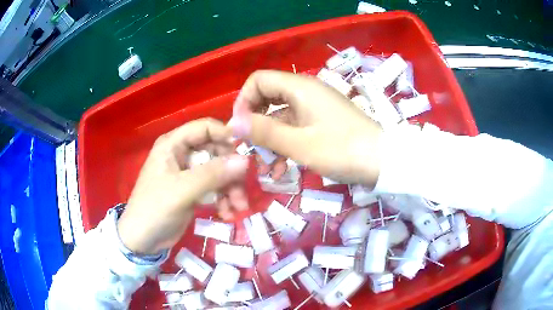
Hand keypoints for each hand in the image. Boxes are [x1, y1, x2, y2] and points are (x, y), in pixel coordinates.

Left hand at [117, 119, 248, 254]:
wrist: (143, 240)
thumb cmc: (155, 209)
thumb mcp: (182, 190)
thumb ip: (213, 174)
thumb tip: (246, 160)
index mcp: (173, 144)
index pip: (205, 128)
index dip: (226, 135)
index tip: (246, 152)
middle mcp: (182, 154)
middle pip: (216, 151)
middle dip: (231, 172)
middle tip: (242, 190)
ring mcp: (188, 173)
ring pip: (219, 172)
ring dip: (231, 189)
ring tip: (239, 208)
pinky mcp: (193, 190)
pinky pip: (215, 188)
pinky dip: (224, 199)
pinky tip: (227, 214)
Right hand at [229, 70, 382, 185]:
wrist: (383, 161)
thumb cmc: (342, 150)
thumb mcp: (299, 144)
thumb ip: (264, 131)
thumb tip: (232, 123)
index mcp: (300, 87)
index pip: (259, 80)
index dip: (244, 101)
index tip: (240, 128)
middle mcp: (306, 91)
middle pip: (268, 97)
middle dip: (255, 122)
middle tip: (250, 148)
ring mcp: (316, 106)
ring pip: (281, 115)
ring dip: (269, 138)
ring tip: (264, 165)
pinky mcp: (323, 120)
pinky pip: (296, 126)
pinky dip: (285, 142)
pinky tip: (281, 166)